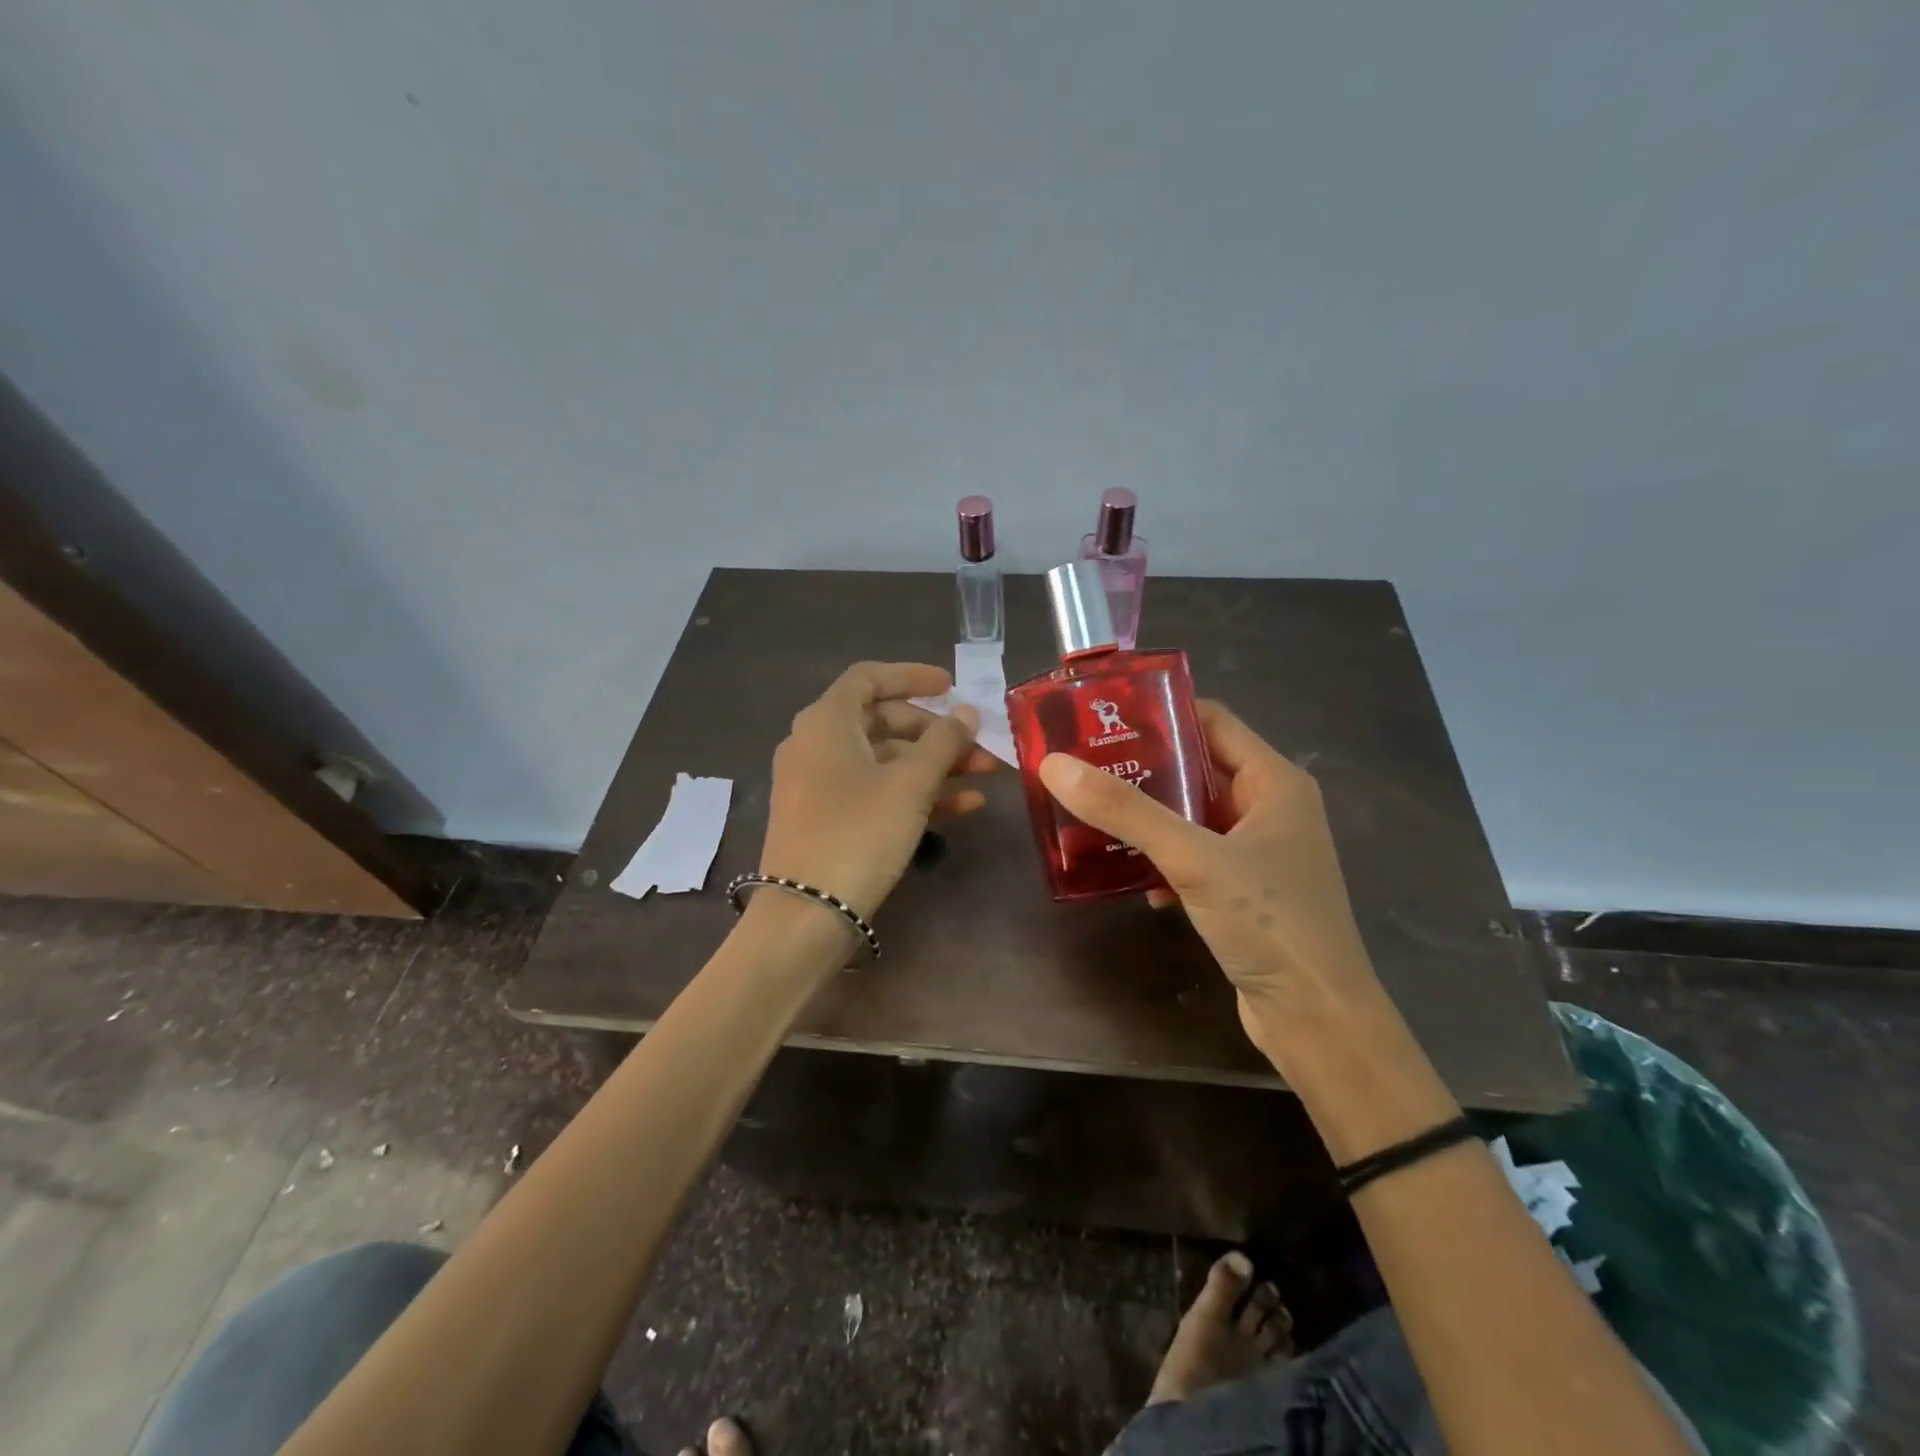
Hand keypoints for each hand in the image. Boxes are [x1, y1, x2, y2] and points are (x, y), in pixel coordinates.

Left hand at [760, 661, 997, 920]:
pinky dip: (914, 793)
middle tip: (979, 746)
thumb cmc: (858, 833)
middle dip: (936, 733)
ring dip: (934, 766)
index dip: (912, 677)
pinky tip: (963, 807)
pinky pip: (875, 791)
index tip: (952, 687)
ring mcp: (819, 784)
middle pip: (883, 721)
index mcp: (826, 722)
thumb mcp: (910, 785)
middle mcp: (816, 745)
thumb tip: (966, 713)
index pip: (869, 678)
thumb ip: (943, 742)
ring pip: (885, 760)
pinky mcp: (827, 819)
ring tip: (985, 777)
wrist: (806, 915)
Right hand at [1037, 701, 1381, 1056]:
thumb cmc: (1269, 924)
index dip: (1160, 712)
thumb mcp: (1194, 859)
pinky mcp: (1243, 890)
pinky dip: (1161, 859)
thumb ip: (1127, 812)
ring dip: (1146, 816)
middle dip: (1142, 766)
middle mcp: (1269, 808)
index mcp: (1273, 782)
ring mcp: (1257, 852)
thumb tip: (1056, 765)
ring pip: (1190, 815)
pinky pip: (1193, 856)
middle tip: (1082, 763)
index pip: (1211, 721)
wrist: (1317, 1019)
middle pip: (1196, 767)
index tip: (1103, 716)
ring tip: (1090, 811)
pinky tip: (1128, 876)